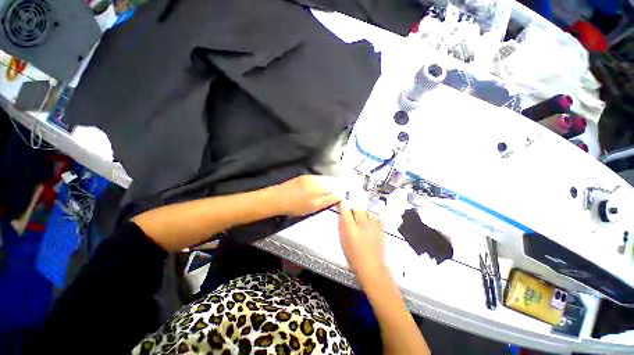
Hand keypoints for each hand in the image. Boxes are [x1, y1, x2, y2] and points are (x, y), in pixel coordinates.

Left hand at [276, 175, 344, 216]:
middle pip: (333, 182)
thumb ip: (327, 201)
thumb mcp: (313, 208)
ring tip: (335, 187)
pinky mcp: (306, 176)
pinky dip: (325, 180)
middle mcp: (317, 182)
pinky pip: (320, 177)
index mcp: (319, 190)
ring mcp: (311, 177)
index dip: (341, 192)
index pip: (336, 189)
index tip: (344, 194)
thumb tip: (339, 195)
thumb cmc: (295, 206)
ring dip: (333, 182)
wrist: (278, 198)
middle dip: (339, 185)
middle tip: (342, 190)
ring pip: (327, 179)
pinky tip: (325, 184)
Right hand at [338, 201, 385, 279]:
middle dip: (353, 209)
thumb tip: (342, 215)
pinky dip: (372, 216)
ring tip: (361, 218)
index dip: (343, 205)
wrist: (371, 267)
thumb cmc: (355, 257)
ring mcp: (373, 227)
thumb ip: (342, 226)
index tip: (342, 202)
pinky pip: (377, 217)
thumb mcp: (343, 241)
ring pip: (368, 211)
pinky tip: (370, 221)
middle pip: (358, 208)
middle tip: (351, 213)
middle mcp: (363, 226)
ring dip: (363, 212)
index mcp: (351, 230)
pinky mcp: (381, 230)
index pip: (346, 211)